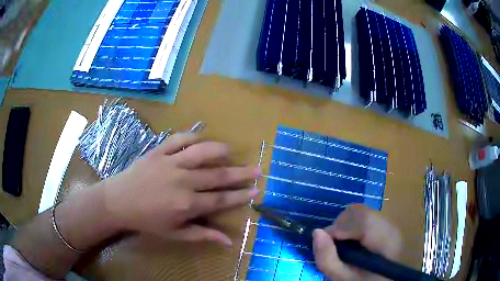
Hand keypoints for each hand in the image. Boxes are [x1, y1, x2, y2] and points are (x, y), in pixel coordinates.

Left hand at [102, 133, 259, 245]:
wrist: (119, 201)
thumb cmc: (147, 221)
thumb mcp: (174, 234)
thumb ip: (202, 235)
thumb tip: (229, 241)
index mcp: (187, 204)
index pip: (221, 199)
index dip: (240, 195)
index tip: (255, 190)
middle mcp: (182, 181)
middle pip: (217, 175)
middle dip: (240, 173)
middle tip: (257, 169)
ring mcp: (170, 163)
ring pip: (201, 152)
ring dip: (219, 150)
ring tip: (231, 151)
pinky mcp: (158, 151)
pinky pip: (179, 139)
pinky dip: (192, 136)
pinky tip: (202, 138)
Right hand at [312, 204, 401, 280]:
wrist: (380, 280)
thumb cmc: (362, 280)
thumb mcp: (342, 277)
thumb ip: (327, 259)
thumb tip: (317, 232)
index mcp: (386, 242)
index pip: (364, 220)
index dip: (341, 227)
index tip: (326, 241)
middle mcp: (390, 226)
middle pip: (360, 211)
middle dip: (341, 225)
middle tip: (334, 245)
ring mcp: (388, 222)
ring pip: (360, 210)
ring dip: (344, 224)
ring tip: (342, 243)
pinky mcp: (383, 222)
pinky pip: (362, 215)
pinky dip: (350, 224)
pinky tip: (351, 240)